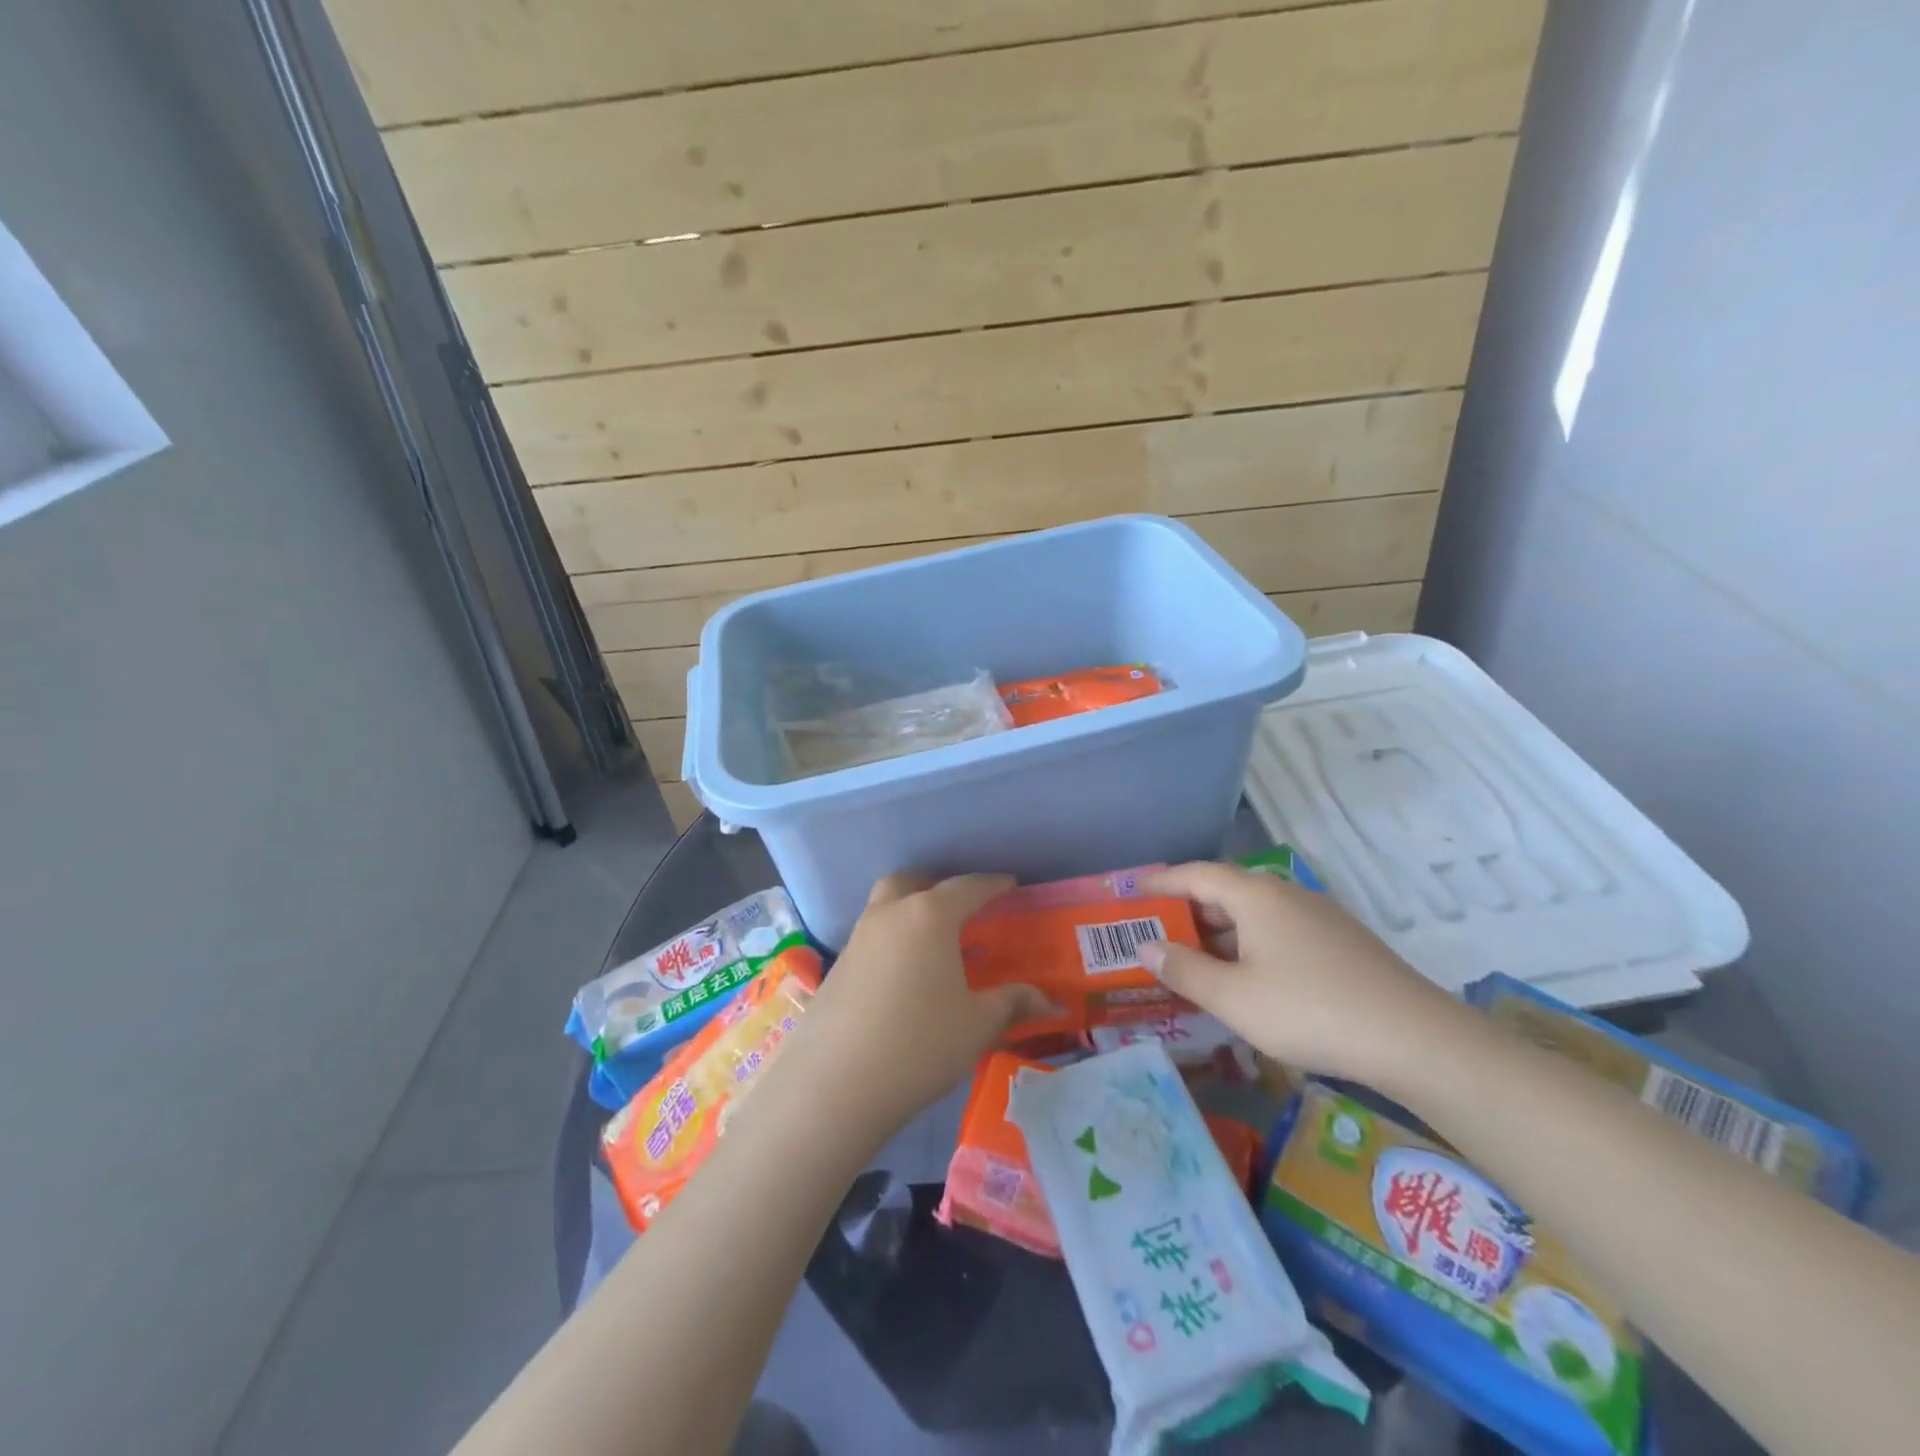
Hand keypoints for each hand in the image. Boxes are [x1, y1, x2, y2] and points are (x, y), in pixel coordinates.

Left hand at [776, 873, 1049, 1148]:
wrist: (835, 1085)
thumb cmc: (920, 1044)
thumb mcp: (977, 1024)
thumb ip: (1012, 1003)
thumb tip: (1048, 1000)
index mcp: (929, 916)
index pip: (967, 887)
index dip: (992, 885)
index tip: (1010, 886)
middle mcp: (889, 915)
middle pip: (912, 882)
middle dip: (937, 886)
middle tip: (960, 908)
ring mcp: (857, 940)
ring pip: (885, 907)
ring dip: (909, 912)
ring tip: (932, 944)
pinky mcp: (835, 968)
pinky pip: (870, 939)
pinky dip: (891, 943)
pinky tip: (902, 978)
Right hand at [1139, 861, 1470, 1089]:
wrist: (1414, 1039)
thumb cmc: (1308, 1010)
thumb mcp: (1232, 997)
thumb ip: (1184, 970)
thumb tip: (1146, 945)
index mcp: (1255, 896)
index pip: (1195, 874)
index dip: (1161, 880)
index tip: (1132, 888)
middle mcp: (1285, 895)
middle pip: (1225, 891)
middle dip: (1188, 910)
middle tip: (1157, 931)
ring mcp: (1319, 917)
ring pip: (1255, 914)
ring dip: (1220, 932)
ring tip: (1195, 960)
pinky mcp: (1341, 943)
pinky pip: (1279, 932)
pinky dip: (1250, 945)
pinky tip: (1248, 979)